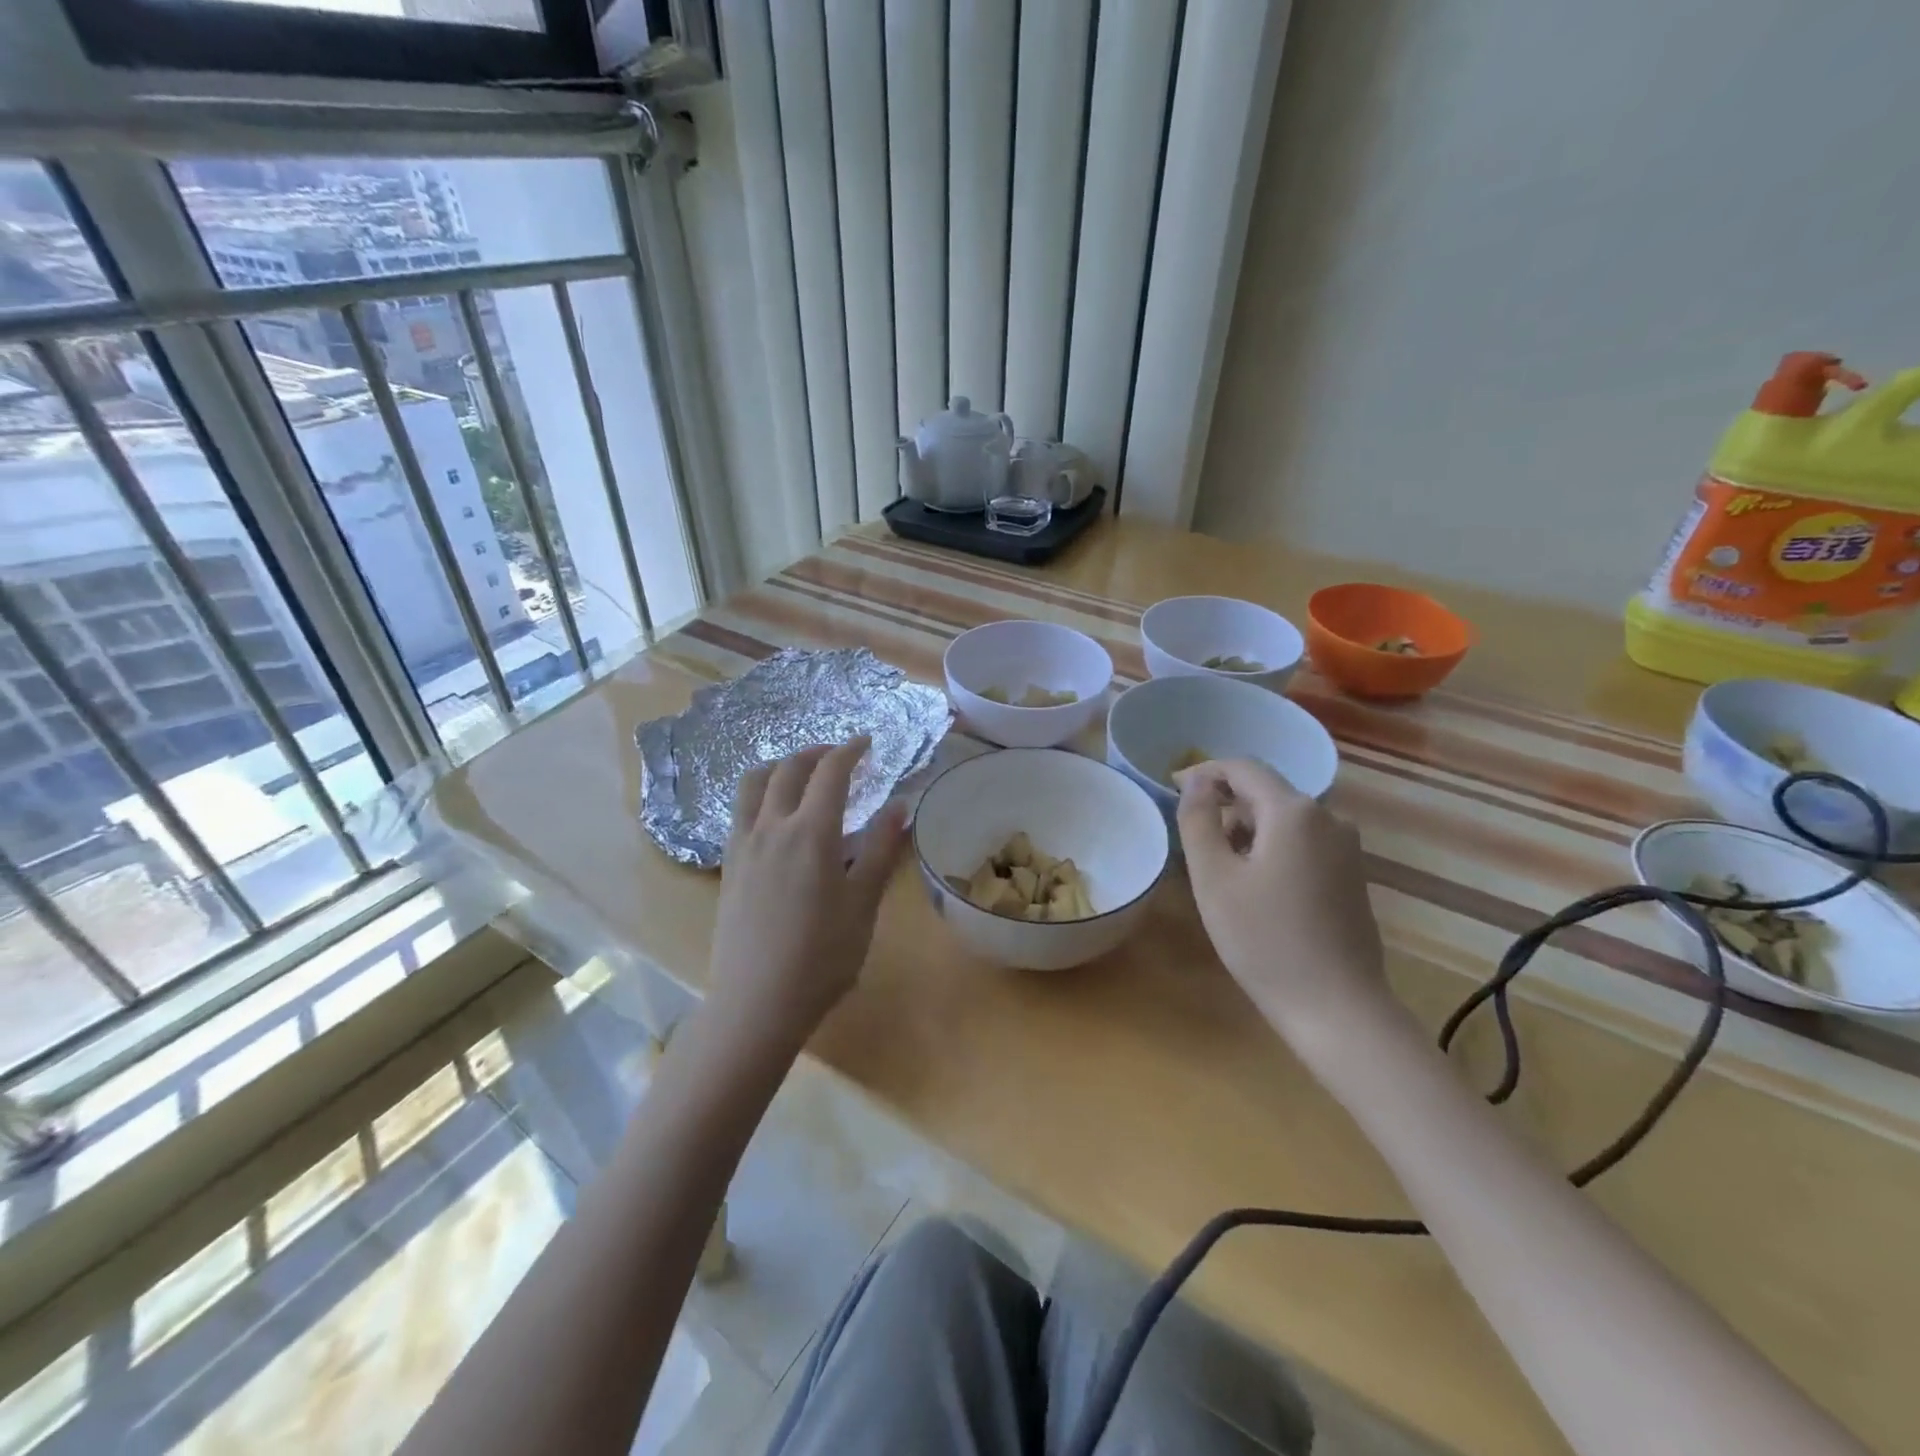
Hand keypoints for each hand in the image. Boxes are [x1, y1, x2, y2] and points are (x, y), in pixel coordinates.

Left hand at [706, 739, 908, 1049]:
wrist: (756, 1003)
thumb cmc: (822, 957)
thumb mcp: (863, 904)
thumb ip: (882, 850)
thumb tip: (901, 806)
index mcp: (811, 833)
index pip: (831, 772)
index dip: (851, 750)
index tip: (867, 742)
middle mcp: (772, 827)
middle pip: (789, 769)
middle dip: (817, 753)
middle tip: (840, 756)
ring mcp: (743, 844)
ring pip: (754, 783)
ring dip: (780, 766)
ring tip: (801, 774)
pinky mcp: (728, 865)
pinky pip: (740, 810)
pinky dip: (760, 793)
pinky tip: (774, 815)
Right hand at [1176, 759, 1393, 1044]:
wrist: (1337, 1007)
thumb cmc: (1264, 940)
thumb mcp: (1214, 878)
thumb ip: (1199, 820)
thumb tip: (1197, 782)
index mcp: (1294, 812)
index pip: (1244, 768)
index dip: (1205, 771)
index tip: (1172, 788)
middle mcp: (1329, 818)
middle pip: (1266, 792)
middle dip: (1225, 804)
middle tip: (1191, 836)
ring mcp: (1346, 847)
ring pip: (1284, 818)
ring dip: (1246, 828)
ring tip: (1218, 866)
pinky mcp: (1351, 874)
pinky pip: (1303, 841)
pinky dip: (1271, 847)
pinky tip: (1254, 885)